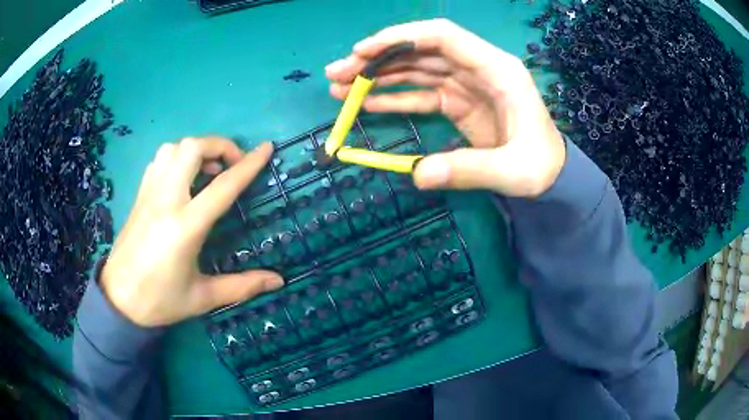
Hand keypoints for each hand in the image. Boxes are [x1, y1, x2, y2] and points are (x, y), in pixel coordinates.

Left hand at [101, 137, 282, 326]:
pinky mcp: (139, 196)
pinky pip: (159, 161)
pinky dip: (177, 158)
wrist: (118, 300)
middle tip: (231, 166)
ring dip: (196, 150)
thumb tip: (278, 280)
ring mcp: (149, 195)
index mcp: (185, 227)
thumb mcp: (203, 298)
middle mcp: (165, 201)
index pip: (222, 186)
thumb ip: (242, 286)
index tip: (266, 148)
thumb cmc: (160, 301)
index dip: (249, 164)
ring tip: (207, 171)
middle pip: (192, 148)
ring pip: (173, 148)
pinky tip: (183, 180)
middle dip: (219, 146)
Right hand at [326, 19, 564, 197]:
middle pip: (421, 50)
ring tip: (340, 88)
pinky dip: (394, 96)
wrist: (551, 174)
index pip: (443, 36)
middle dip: (377, 59)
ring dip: (377, 76)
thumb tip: (419, 175)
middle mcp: (478, 68)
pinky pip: (421, 93)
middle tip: (337, 73)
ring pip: (415, 69)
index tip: (362, 51)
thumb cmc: (541, 166)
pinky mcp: (458, 102)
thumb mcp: (514, 171)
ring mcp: (466, 84)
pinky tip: (367, 104)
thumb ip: (470, 170)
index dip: (400, 37)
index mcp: (498, 69)